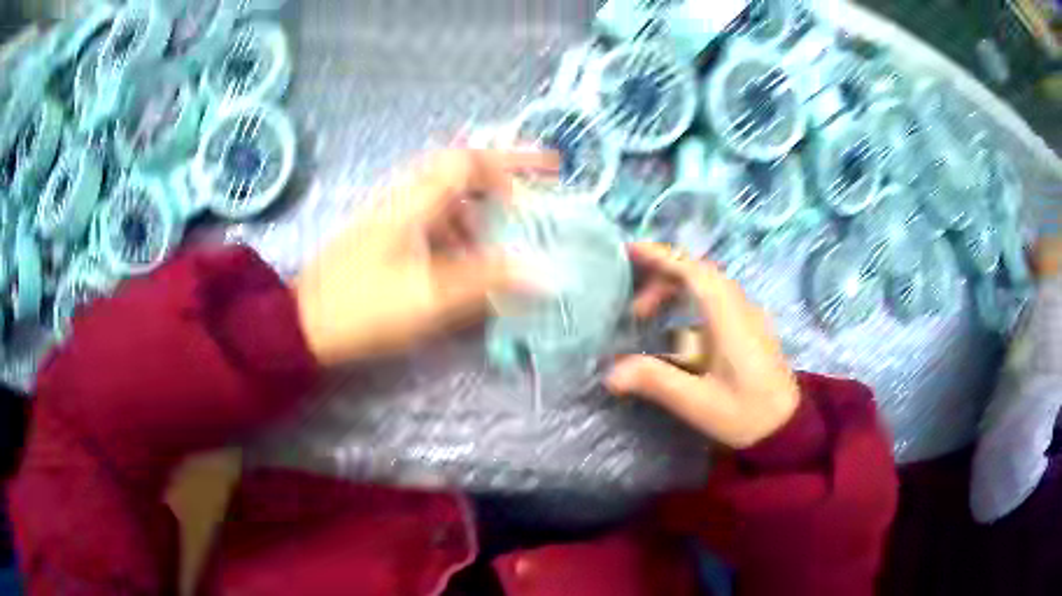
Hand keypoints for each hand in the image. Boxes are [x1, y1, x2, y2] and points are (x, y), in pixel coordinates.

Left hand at [293, 149, 555, 365]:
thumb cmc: (364, 307)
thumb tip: (545, 272)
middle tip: (533, 195)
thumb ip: (489, 281)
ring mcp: (391, 212)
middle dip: (501, 177)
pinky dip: (458, 227)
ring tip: (503, 236)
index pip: (471, 161)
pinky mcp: (384, 232)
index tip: (550, 172)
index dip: (514, 162)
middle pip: (459, 168)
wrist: (303, 324)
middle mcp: (402, 195)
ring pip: (446, 194)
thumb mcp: (430, 297)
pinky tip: (465, 256)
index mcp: (413, 200)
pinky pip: (431, 215)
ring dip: (480, 208)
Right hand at [605, 243, 799, 448]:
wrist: (787, 428)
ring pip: (708, 286)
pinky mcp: (748, 329)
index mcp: (729, 316)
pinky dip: (689, 302)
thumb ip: (655, 381)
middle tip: (632, 306)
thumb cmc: (746, 414)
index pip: (692, 270)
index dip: (659, 256)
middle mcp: (739, 307)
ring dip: (675, 290)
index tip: (628, 251)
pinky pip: (715, 301)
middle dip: (662, 277)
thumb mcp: (697, 402)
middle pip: (698, 273)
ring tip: (647, 316)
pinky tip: (675, 331)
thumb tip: (610, 372)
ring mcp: (747, 317)